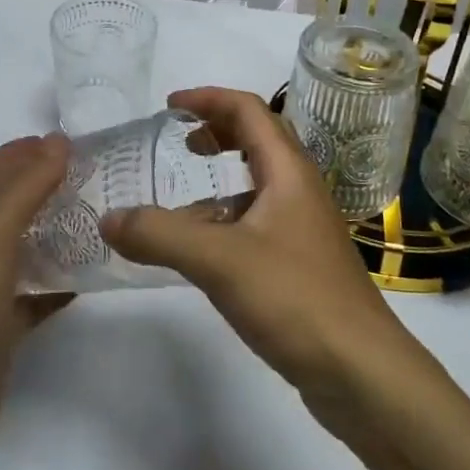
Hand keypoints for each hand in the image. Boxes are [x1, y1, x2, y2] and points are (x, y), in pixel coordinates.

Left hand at [0, 135, 73, 469]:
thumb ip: (25, 188)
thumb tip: (57, 142)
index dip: (20, 151)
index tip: (65, 143)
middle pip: (4, 207)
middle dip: (40, 186)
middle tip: (89, 178)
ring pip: (19, 249)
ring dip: (51, 231)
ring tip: (94, 220)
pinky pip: (30, 295)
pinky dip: (55, 283)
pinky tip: (86, 280)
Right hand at [100, 88, 417, 401]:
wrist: (362, 371)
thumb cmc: (295, 297)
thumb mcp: (219, 260)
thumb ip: (160, 235)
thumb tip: (108, 219)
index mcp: (288, 170)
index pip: (249, 110)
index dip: (208, 98)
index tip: (169, 105)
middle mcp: (300, 189)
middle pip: (258, 139)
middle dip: (217, 131)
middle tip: (180, 141)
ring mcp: (304, 227)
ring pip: (256, 186)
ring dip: (219, 181)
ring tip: (178, 202)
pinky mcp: (301, 263)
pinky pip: (257, 223)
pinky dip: (226, 221)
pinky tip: (202, 253)